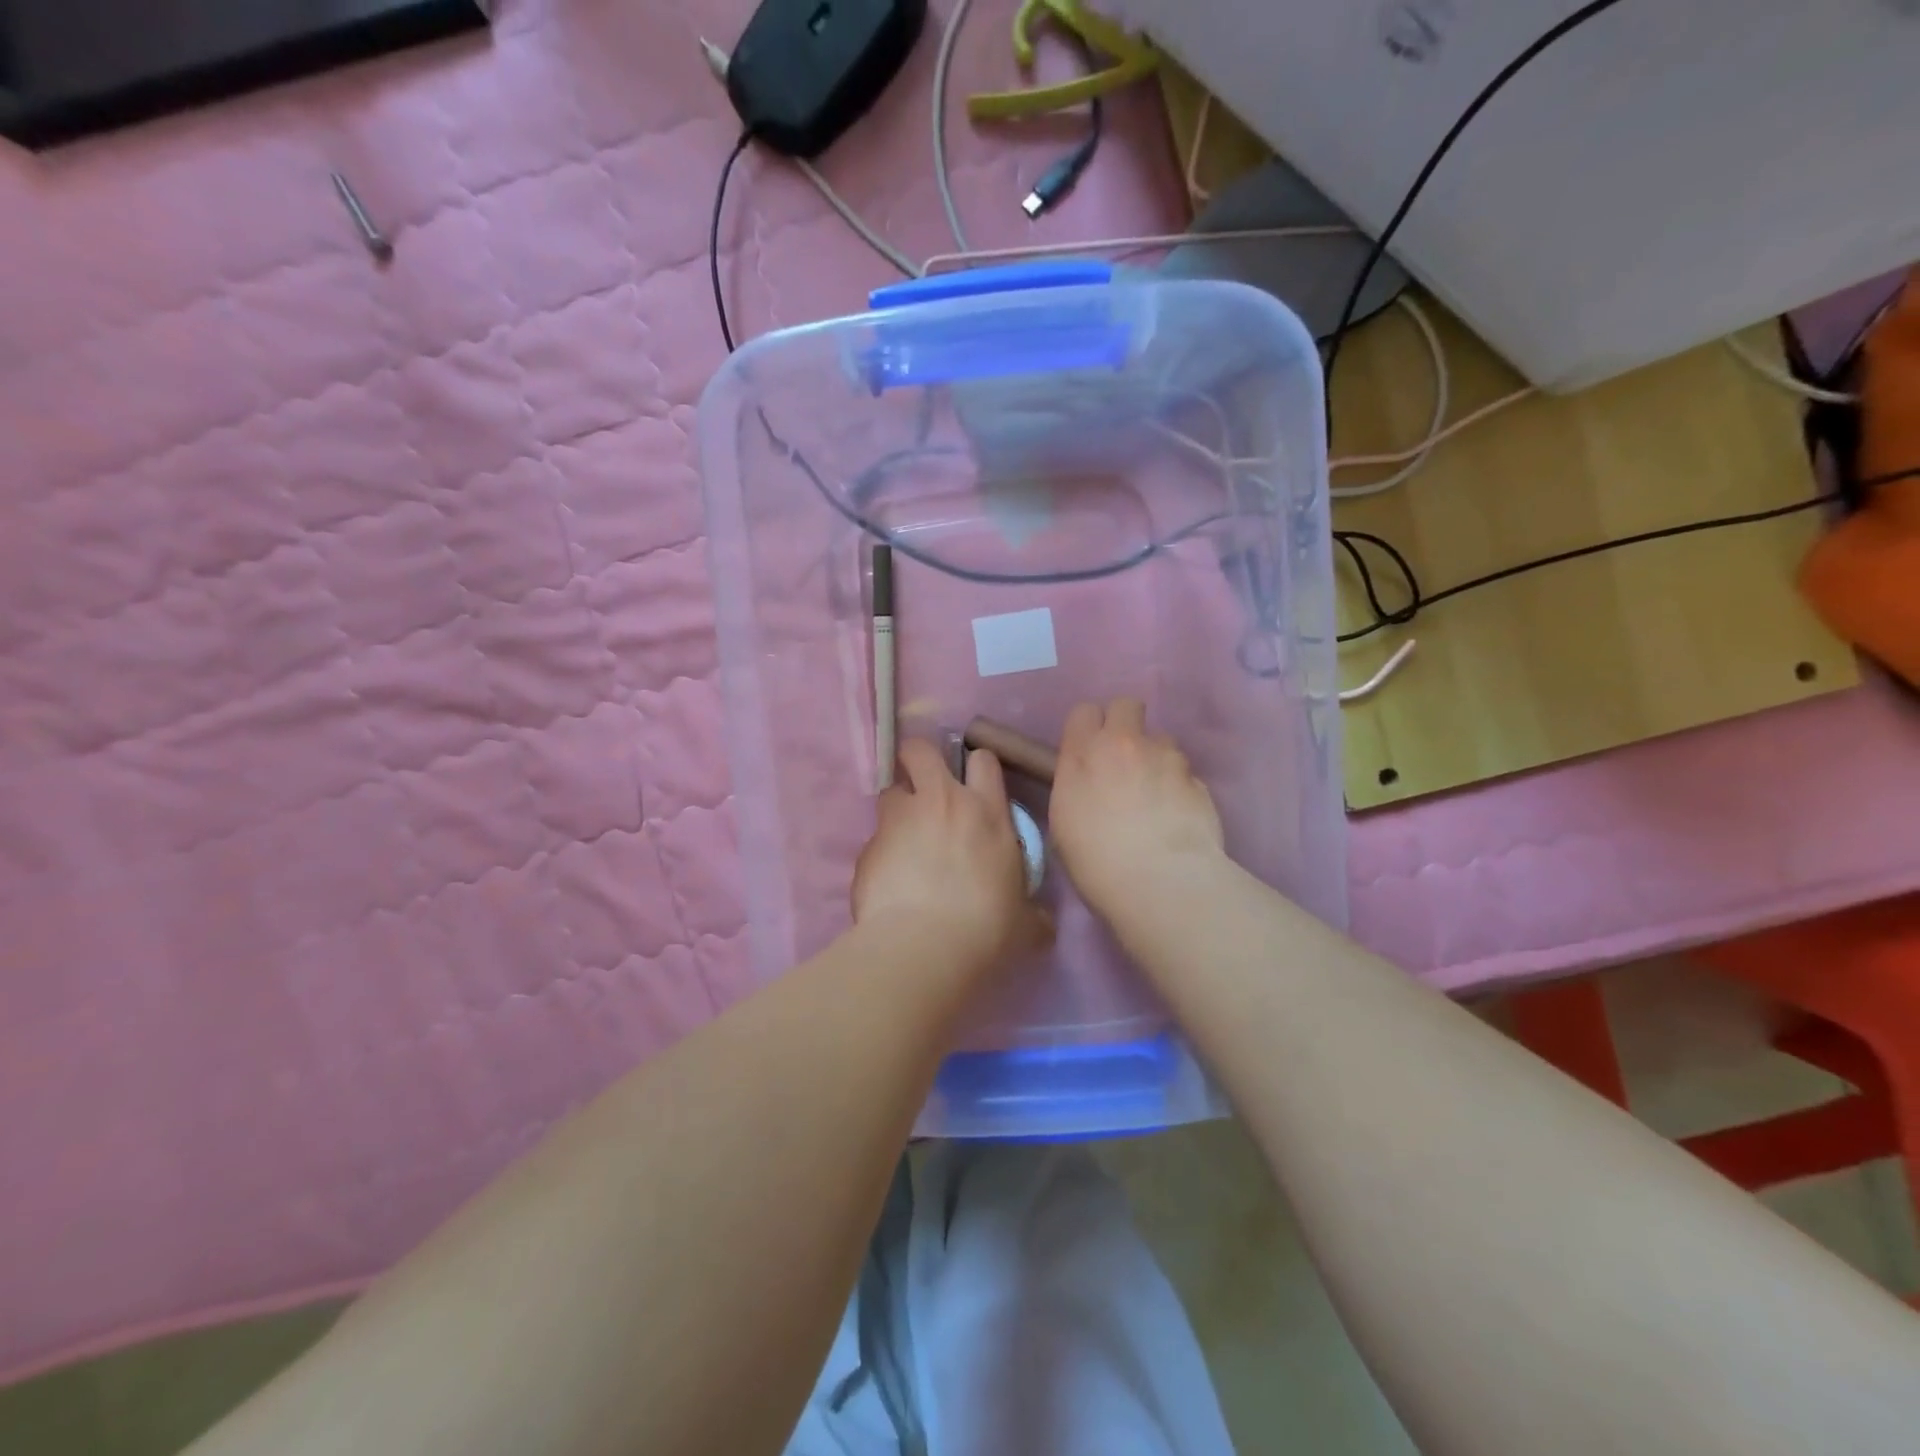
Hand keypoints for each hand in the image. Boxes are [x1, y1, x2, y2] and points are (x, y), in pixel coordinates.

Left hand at [852, 739, 1051, 975]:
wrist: (923, 948)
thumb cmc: (986, 929)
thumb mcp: (1025, 922)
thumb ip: (1033, 913)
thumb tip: (1043, 923)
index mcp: (986, 812)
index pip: (982, 760)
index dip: (976, 768)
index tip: (972, 786)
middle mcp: (941, 802)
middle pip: (920, 750)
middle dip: (918, 760)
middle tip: (923, 787)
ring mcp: (899, 820)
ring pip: (890, 791)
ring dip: (897, 809)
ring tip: (903, 841)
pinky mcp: (867, 846)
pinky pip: (873, 839)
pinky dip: (881, 853)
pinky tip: (888, 882)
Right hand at [1049, 698, 1225, 915]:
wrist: (1160, 882)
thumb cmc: (1096, 861)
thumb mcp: (1063, 823)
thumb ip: (1075, 786)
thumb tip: (1089, 782)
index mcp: (1083, 754)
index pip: (1084, 711)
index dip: (1088, 728)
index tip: (1088, 751)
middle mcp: (1125, 744)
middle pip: (1126, 705)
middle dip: (1124, 723)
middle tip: (1122, 758)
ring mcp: (1166, 758)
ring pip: (1161, 739)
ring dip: (1155, 758)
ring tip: (1155, 795)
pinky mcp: (1198, 779)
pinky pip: (1185, 772)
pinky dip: (1179, 787)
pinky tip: (1176, 817)